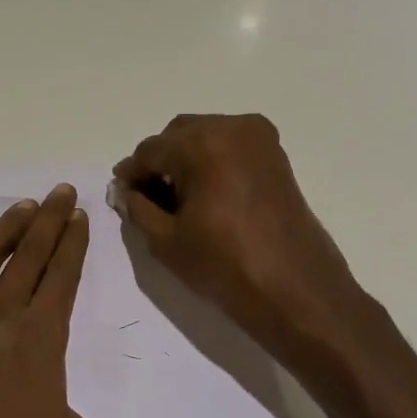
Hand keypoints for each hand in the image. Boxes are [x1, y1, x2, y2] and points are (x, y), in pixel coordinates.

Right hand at [113, 114, 356, 345]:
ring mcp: (259, 139)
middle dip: (159, 163)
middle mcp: (232, 128)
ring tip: (177, 200)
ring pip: (205, 137)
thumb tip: (127, 190)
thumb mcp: (166, 241)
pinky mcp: (276, 155)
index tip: (122, 195)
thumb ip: (138, 208)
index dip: (132, 173)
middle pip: (178, 135)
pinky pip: (230, 146)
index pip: (150, 150)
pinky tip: (204, 195)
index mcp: (202, 144)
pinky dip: (211, 162)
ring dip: (185, 160)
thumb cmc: (225, 266)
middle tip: (148, 199)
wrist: (294, 289)